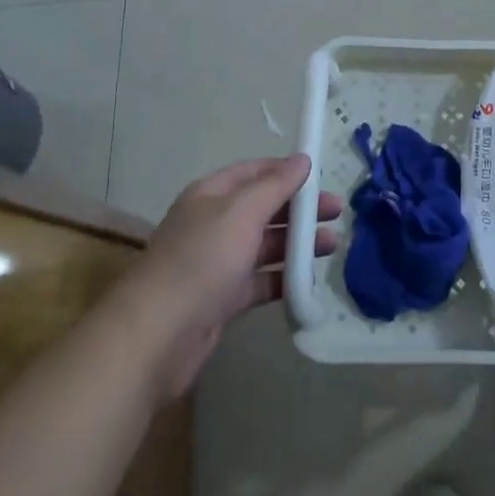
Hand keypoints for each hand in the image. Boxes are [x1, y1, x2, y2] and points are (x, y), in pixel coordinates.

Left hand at [119, 154, 343, 401]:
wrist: (156, 336)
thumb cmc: (201, 260)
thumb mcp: (242, 212)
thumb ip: (275, 185)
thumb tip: (302, 159)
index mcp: (212, 195)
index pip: (255, 172)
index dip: (287, 171)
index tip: (321, 176)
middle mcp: (215, 224)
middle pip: (264, 208)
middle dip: (300, 209)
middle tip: (337, 213)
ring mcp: (218, 263)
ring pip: (265, 245)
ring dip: (298, 244)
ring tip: (332, 245)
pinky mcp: (222, 300)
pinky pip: (261, 282)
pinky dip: (284, 280)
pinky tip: (310, 282)